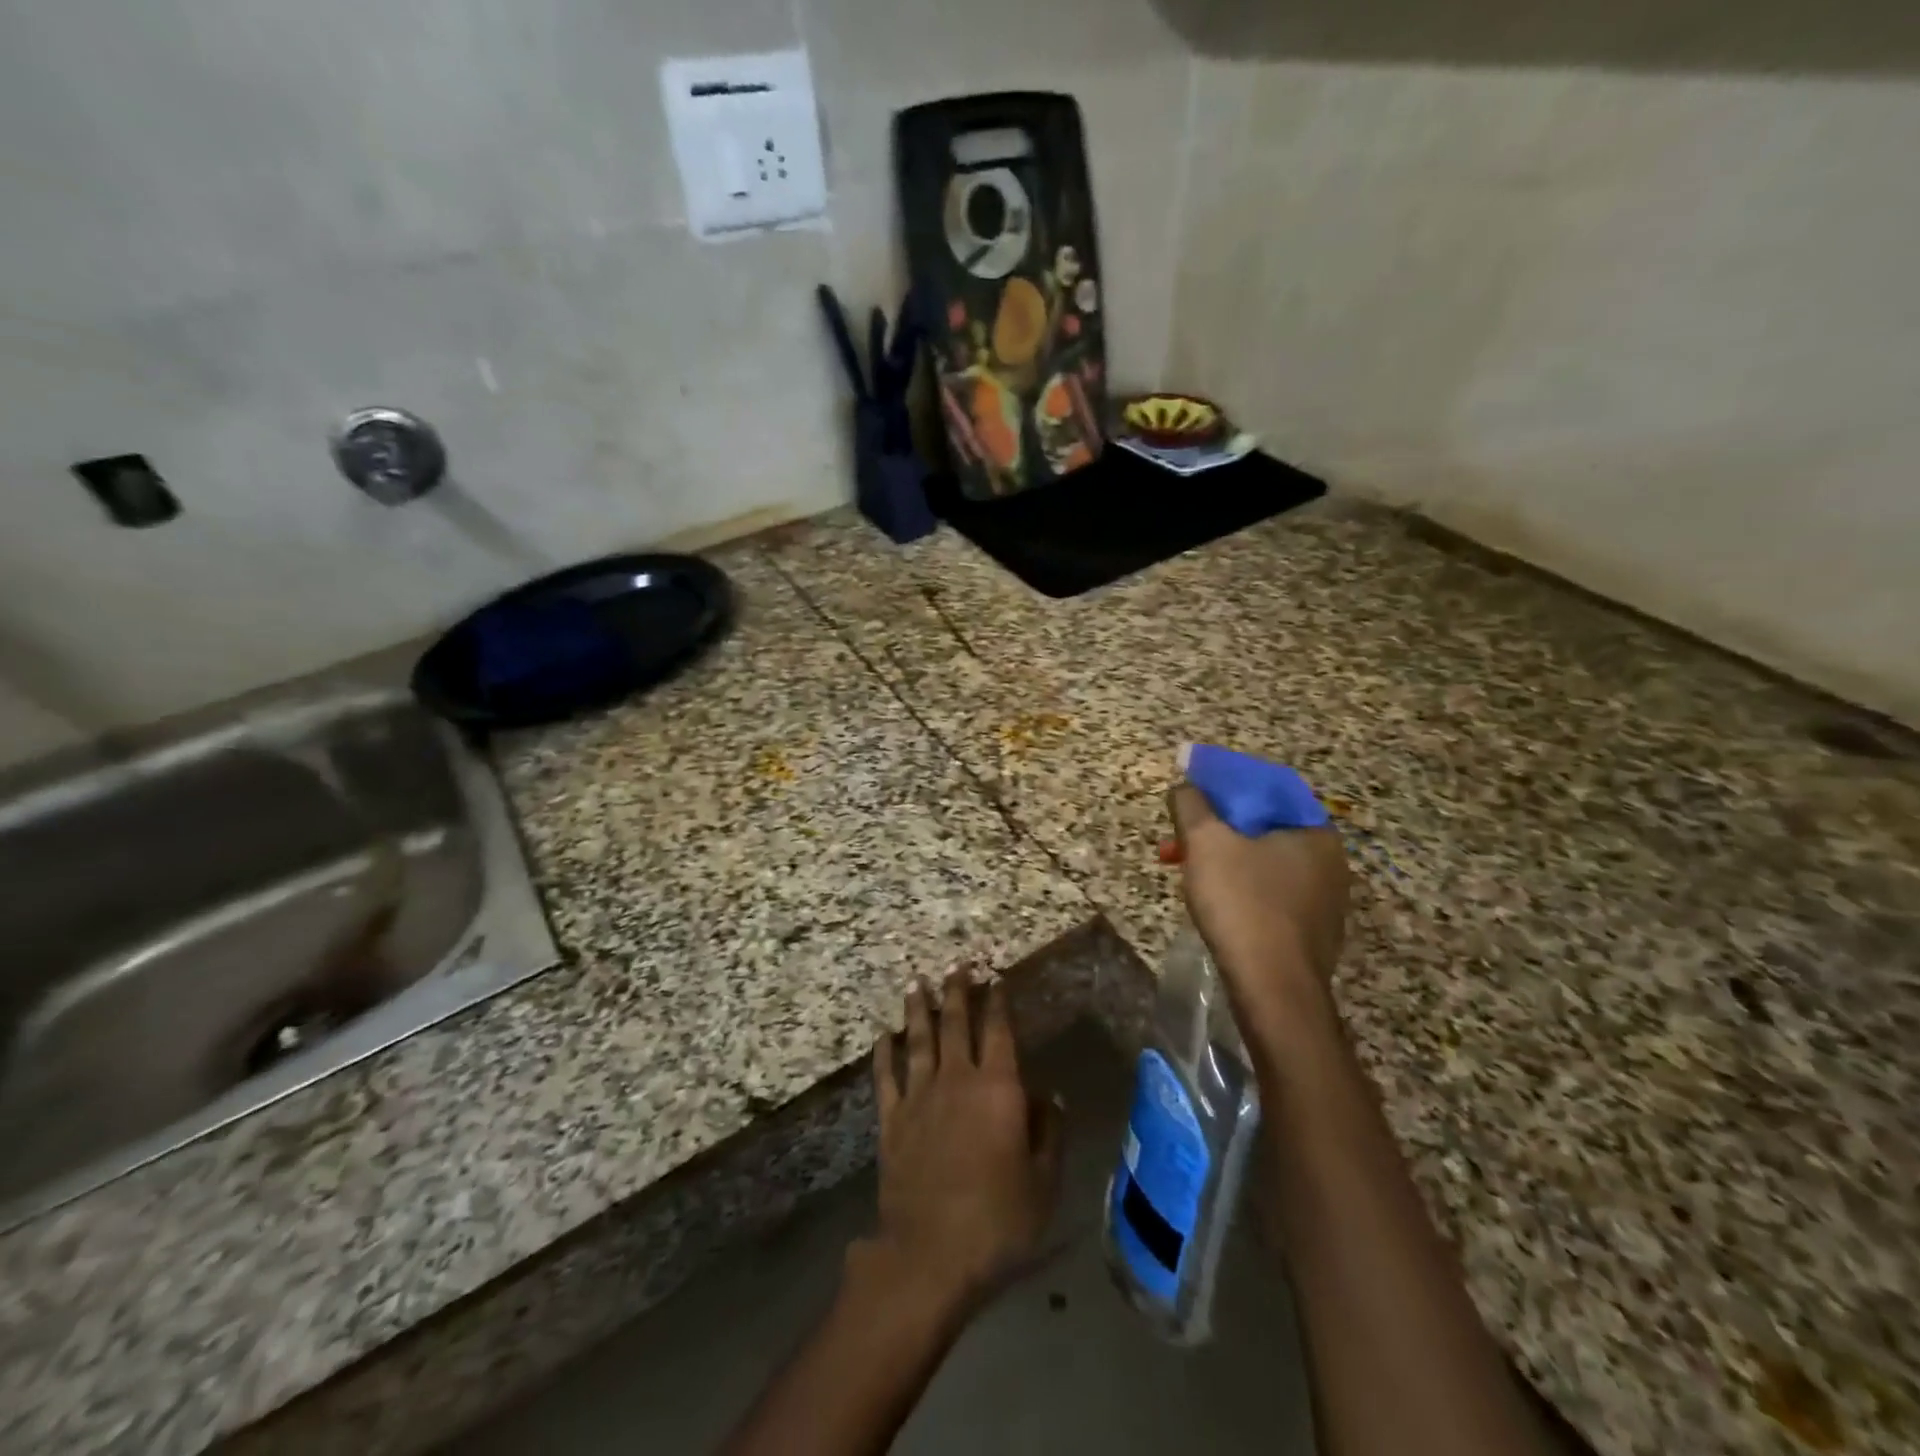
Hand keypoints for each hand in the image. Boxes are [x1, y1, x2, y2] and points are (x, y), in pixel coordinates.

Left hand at [862, 972, 1063, 1319]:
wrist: (931, 1255)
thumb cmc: (998, 1220)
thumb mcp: (1043, 1182)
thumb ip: (1048, 1133)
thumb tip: (1047, 1095)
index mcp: (998, 1089)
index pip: (999, 1032)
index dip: (998, 1002)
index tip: (996, 979)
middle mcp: (957, 1080)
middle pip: (955, 1024)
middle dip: (957, 991)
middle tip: (955, 964)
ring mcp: (919, 1097)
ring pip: (918, 1040)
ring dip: (918, 1009)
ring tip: (916, 982)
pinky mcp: (891, 1120)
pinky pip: (886, 1076)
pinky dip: (884, 1052)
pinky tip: (883, 1035)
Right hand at [1168, 780, 1351, 1024]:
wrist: (1273, 991)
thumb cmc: (1242, 903)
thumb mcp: (1205, 842)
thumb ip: (1191, 803)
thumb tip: (1185, 785)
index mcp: (1313, 830)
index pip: (1266, 786)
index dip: (1223, 782)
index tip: (1190, 791)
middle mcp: (1329, 860)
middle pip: (1261, 825)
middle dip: (1214, 828)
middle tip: (1178, 840)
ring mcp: (1324, 899)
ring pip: (1262, 861)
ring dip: (1221, 858)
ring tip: (1186, 871)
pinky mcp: (1311, 931)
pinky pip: (1269, 892)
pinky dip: (1238, 886)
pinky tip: (1214, 902)